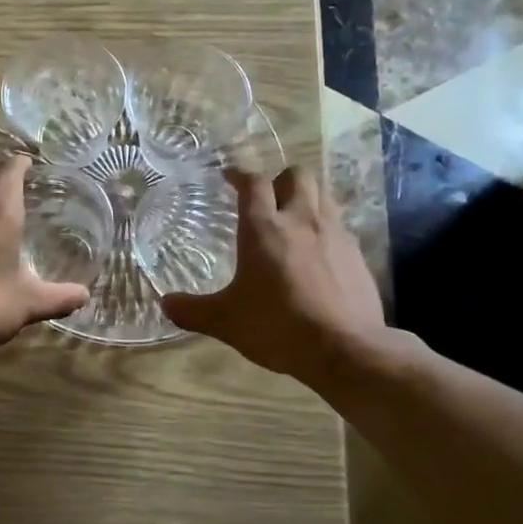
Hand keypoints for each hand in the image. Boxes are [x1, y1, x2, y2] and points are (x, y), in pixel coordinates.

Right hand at [160, 168, 392, 385]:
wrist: (344, 349)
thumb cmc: (277, 327)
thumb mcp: (226, 322)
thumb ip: (193, 310)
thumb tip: (165, 304)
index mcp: (264, 228)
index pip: (253, 183)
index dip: (240, 175)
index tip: (230, 177)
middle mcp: (301, 220)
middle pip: (296, 175)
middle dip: (280, 179)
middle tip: (267, 198)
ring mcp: (334, 234)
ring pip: (323, 194)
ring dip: (306, 197)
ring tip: (294, 217)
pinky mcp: (357, 254)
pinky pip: (340, 225)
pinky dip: (326, 227)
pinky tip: (318, 251)